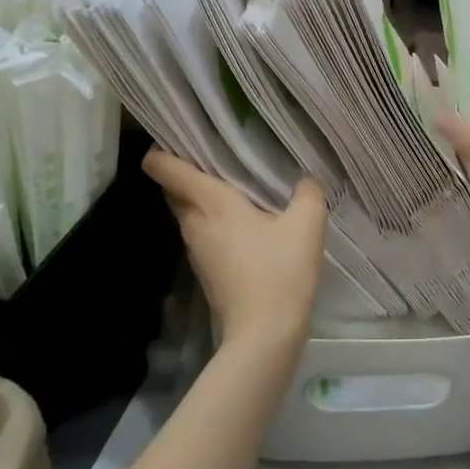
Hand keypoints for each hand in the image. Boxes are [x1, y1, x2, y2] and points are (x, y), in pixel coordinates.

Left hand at [143, 150, 327, 353]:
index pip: (165, 168)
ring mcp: (196, 249)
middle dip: (185, 169)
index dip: (161, 149)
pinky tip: (243, 220)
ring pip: (188, 211)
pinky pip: (202, 231)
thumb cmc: (280, 272)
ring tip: (232, 182)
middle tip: (215, 153)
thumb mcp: (307, 225)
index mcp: (212, 203)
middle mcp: (195, 223)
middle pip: (174, 189)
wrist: (263, 335)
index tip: (176, 133)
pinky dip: (213, 219)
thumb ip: (307, 193)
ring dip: (201, 196)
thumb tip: (304, 181)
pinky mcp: (206, 270)